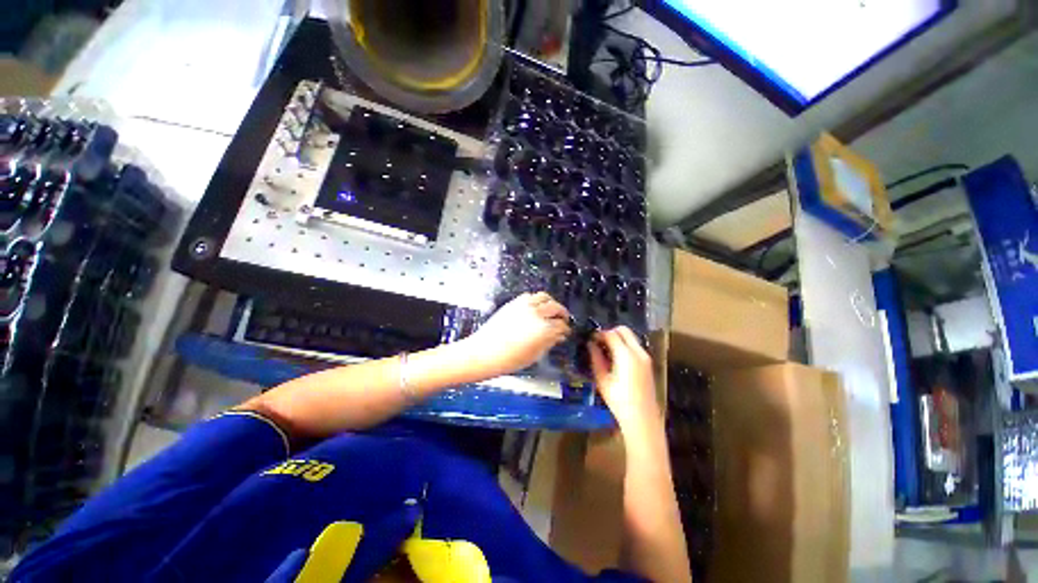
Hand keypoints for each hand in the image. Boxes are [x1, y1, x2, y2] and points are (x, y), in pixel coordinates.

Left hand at [466, 292, 570, 376]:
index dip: (566, 329)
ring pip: (544, 297)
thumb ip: (549, 343)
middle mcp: (537, 313)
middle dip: (562, 313)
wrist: (483, 352)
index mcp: (544, 329)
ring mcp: (524, 305)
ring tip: (551, 311)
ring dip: (551, 303)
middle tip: (563, 320)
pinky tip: (536, 308)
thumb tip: (559, 336)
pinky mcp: (514, 303)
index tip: (566, 332)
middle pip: (556, 307)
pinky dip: (537, 300)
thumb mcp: (534, 355)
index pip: (562, 325)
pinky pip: (530, 296)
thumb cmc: (509, 360)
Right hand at [588, 327, 661, 435]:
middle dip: (610, 332)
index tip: (590, 339)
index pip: (611, 334)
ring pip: (631, 337)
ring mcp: (646, 357)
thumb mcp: (602, 379)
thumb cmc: (619, 400)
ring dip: (618, 338)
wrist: (642, 418)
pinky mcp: (648, 363)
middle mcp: (638, 352)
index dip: (599, 334)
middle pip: (624, 330)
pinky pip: (635, 345)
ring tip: (606, 351)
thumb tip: (590, 344)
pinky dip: (625, 345)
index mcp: (626, 355)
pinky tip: (616, 359)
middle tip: (599, 342)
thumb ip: (596, 358)